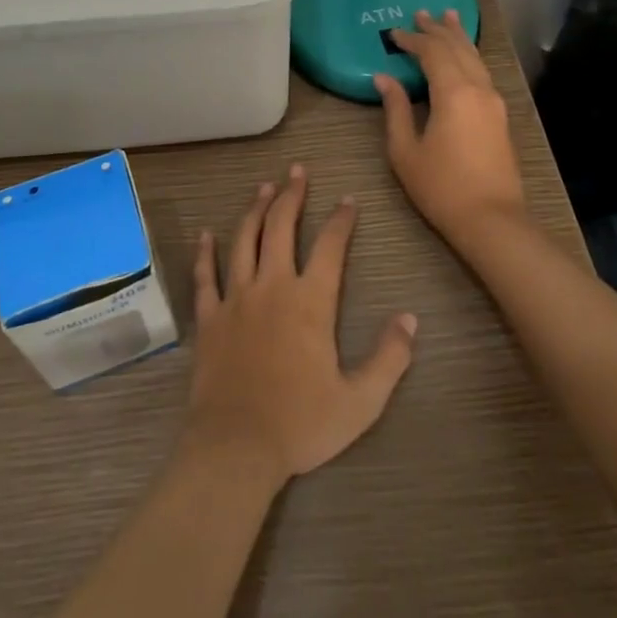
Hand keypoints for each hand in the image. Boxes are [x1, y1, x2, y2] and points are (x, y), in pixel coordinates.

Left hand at [182, 164, 417, 489]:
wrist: (236, 447)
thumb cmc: (301, 424)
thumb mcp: (360, 401)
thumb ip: (389, 358)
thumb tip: (410, 319)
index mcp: (310, 301)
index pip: (330, 246)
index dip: (341, 220)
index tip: (348, 200)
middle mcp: (272, 286)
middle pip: (281, 227)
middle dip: (292, 195)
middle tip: (297, 170)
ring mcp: (236, 298)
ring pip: (245, 240)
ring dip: (255, 209)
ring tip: (264, 186)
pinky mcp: (210, 316)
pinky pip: (206, 276)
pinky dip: (205, 252)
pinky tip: (205, 233)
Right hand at [374, 9, 527, 245]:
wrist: (492, 220)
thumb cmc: (441, 187)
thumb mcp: (406, 150)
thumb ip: (395, 109)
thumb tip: (384, 78)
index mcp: (453, 92)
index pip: (432, 52)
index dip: (412, 40)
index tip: (392, 33)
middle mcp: (478, 88)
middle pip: (457, 48)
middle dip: (437, 29)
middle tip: (421, 12)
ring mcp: (493, 101)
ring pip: (475, 58)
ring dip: (458, 37)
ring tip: (448, 17)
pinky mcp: (500, 116)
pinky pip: (482, 72)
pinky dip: (470, 56)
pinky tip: (464, 56)